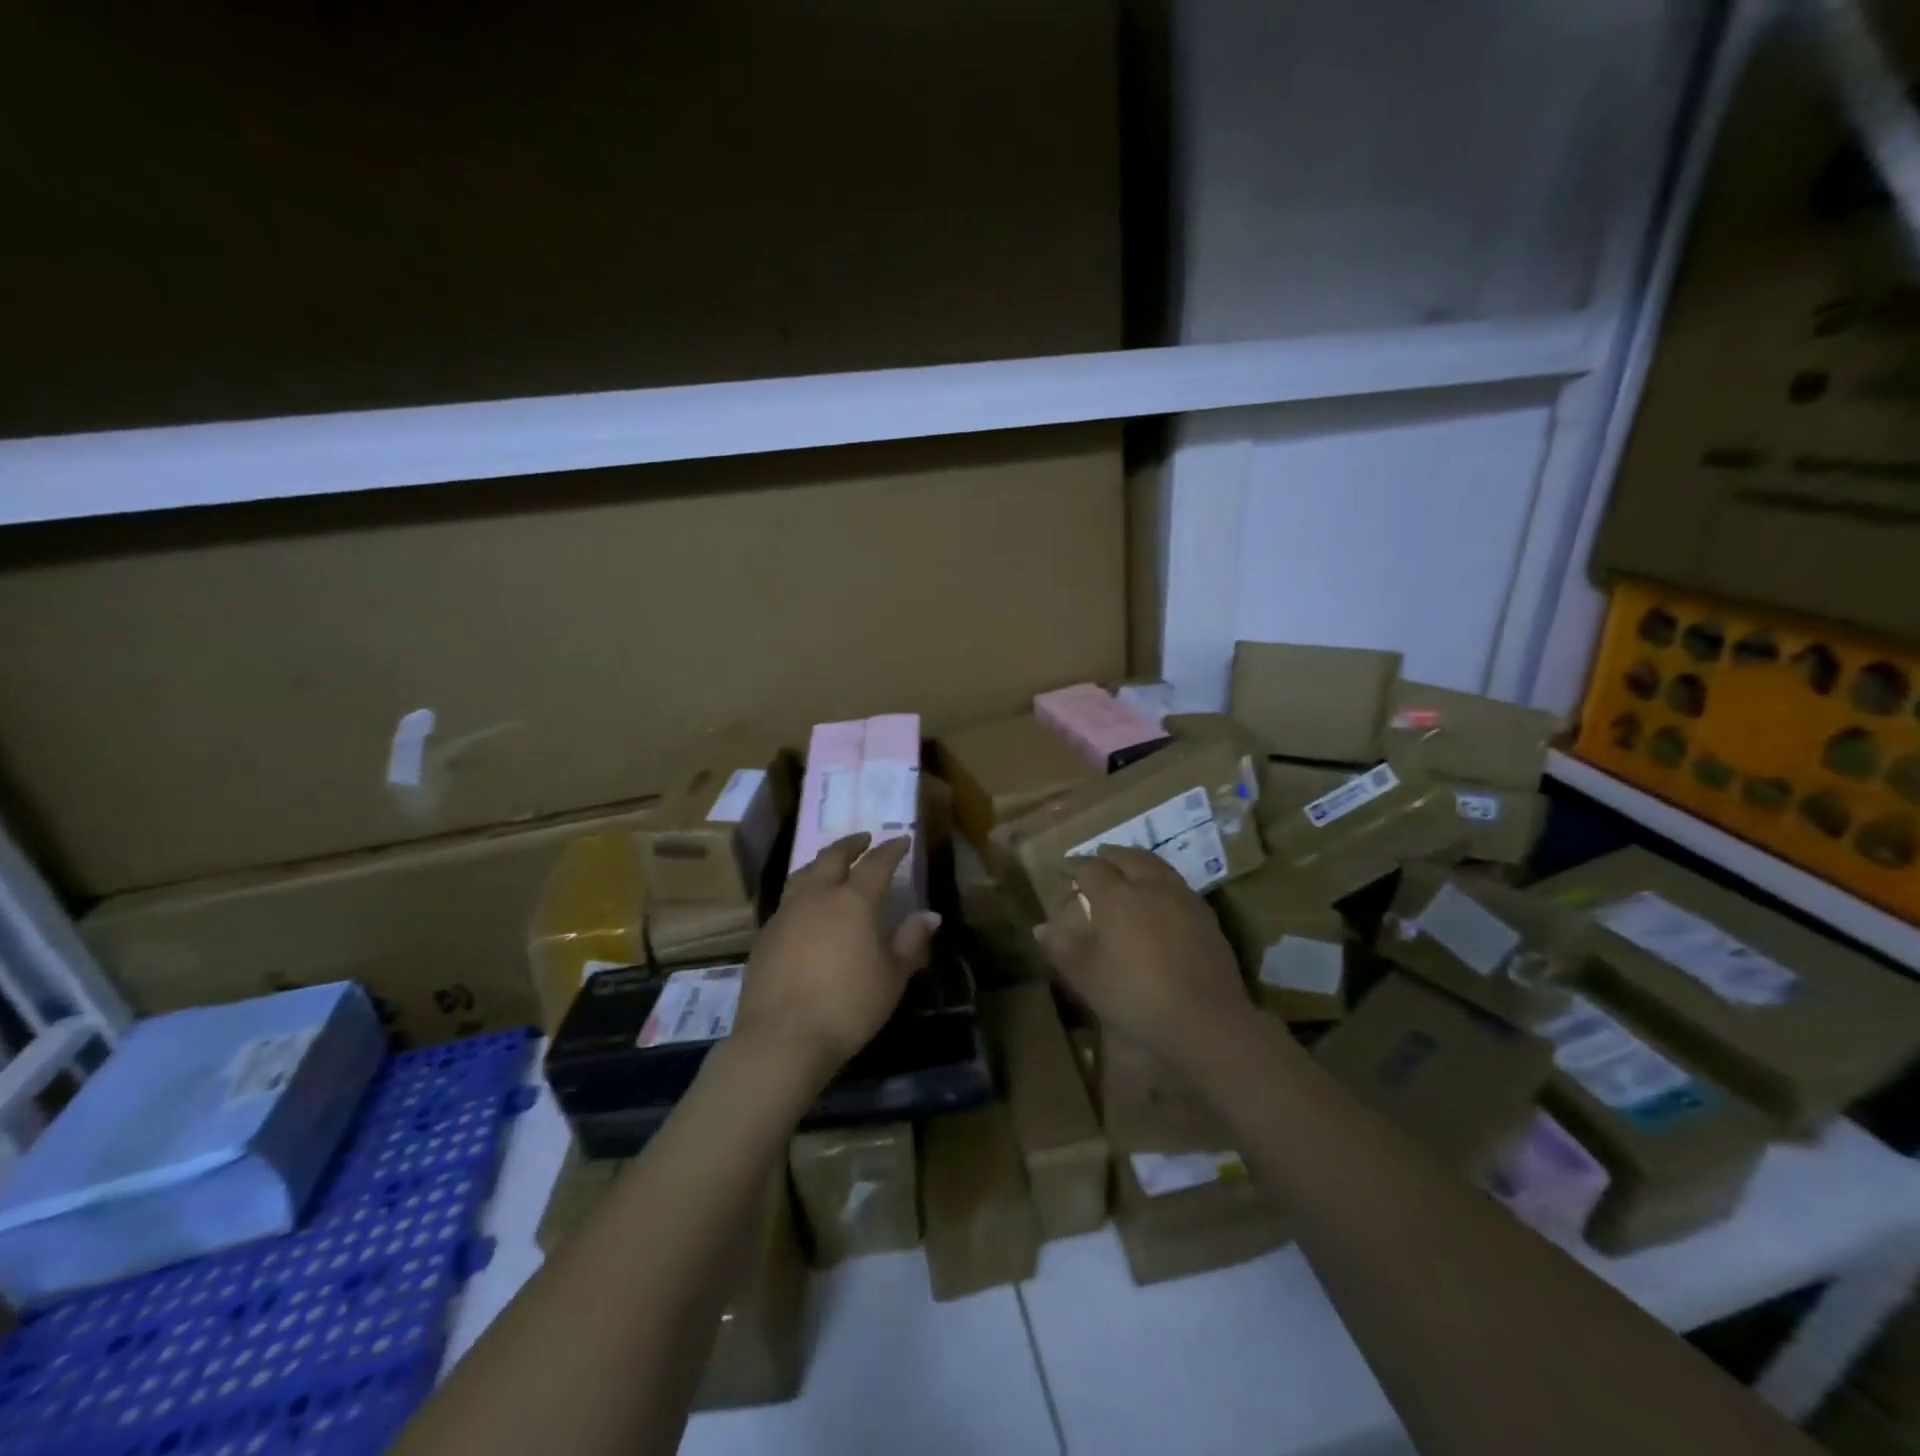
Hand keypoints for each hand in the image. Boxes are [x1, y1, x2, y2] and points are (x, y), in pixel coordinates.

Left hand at [734, 833, 940, 1085]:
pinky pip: (787, 900)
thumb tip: (930, 915)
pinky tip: (806, 906)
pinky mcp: (764, 934)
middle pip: (833, 857)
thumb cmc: (848, 1006)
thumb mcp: (892, 977)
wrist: (782, 1037)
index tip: (902, 840)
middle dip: (851, 844)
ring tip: (831, 863)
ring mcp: (786, 913)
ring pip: (803, 873)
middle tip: (864, 838)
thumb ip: (911, 942)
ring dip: (821, 862)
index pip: (876, 863)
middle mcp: (817, 896)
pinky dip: (802, 891)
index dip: (891, 849)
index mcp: (853, 901)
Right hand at [1036, 845, 1249, 1074]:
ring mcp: (1182, 897)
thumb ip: (1061, 948)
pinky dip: (1160, 879)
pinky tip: (1160, 896)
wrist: (1204, 1019)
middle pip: (1127, 857)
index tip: (1063, 868)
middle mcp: (1149, 886)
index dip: (1074, 865)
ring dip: (1137, 861)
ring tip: (1128, 867)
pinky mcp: (1205, 915)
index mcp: (1116, 896)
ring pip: (1156, 865)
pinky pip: (1177, 883)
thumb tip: (1040, 927)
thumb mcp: (1086, 977)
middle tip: (1097, 857)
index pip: (1090, 868)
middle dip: (1109, 855)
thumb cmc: (1134, 996)